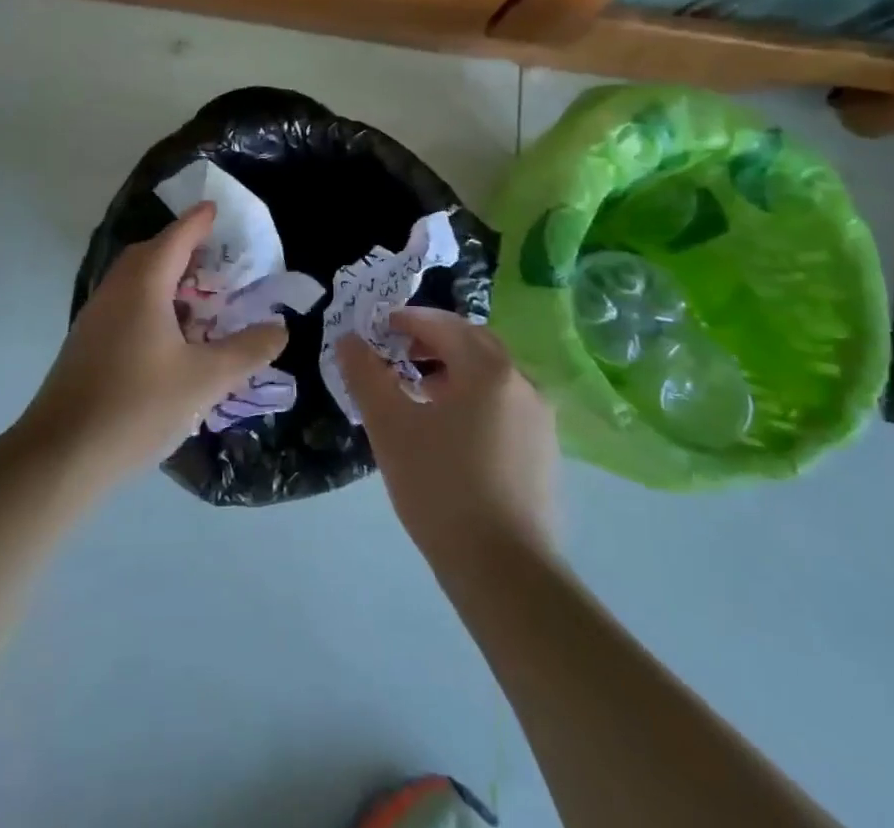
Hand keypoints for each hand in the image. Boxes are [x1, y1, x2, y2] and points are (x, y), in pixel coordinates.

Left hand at [21, 202, 287, 485]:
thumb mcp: (205, 380)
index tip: (216, 209)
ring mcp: (96, 317)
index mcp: (143, 284)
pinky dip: (152, 304)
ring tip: (200, 298)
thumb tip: (279, 329)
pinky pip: (126, 306)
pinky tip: (170, 337)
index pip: (176, 237)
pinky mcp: (87, 344)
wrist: (60, 455)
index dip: (199, 221)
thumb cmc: (137, 406)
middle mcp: (116, 290)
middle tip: (217, 257)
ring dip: (167, 279)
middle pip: (152, 254)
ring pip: (136, 282)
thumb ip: (246, 351)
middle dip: (183, 248)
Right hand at [340, 307, 558, 561]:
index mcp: (488, 369)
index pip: (444, 324)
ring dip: (455, 370)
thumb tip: (348, 340)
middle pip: (473, 343)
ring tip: (419, 392)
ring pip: (492, 375)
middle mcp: (522, 382)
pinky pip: (505, 404)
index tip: (378, 327)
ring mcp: (540, 418)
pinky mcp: (545, 451)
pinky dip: (475, 398)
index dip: (408, 320)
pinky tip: (451, 431)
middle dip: (433, 341)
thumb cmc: (441, 488)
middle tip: (398, 353)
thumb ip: (366, 376)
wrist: (506, 573)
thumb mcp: (390, 428)